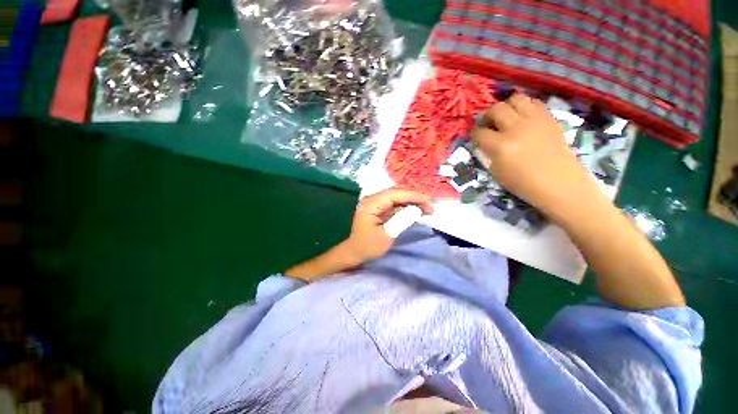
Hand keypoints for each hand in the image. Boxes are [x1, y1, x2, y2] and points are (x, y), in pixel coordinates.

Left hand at [345, 188, 432, 261]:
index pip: (394, 194)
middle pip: (396, 192)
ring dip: (412, 201)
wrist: (356, 251)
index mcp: (371, 204)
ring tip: (427, 208)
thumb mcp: (387, 235)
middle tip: (430, 206)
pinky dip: (407, 205)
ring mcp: (375, 202)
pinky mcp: (379, 206)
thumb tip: (417, 209)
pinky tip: (417, 210)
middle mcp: (372, 199)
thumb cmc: (369, 246)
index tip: (428, 201)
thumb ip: (401, 220)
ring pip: (397, 196)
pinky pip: (395, 202)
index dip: (412, 195)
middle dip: (414, 197)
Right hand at [470, 93, 598, 219]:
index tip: (475, 137)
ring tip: (507, 117)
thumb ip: (489, 154)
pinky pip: (534, 103)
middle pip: (496, 109)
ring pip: (516, 99)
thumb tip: (485, 143)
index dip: (474, 134)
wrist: (559, 183)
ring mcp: (535, 121)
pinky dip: (525, 107)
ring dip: (507, 106)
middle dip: (487, 116)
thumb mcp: (497, 172)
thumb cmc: (524, 183)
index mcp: (500, 146)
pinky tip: (523, 118)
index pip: (479, 133)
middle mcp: (516, 128)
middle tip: (488, 124)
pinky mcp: (549, 119)